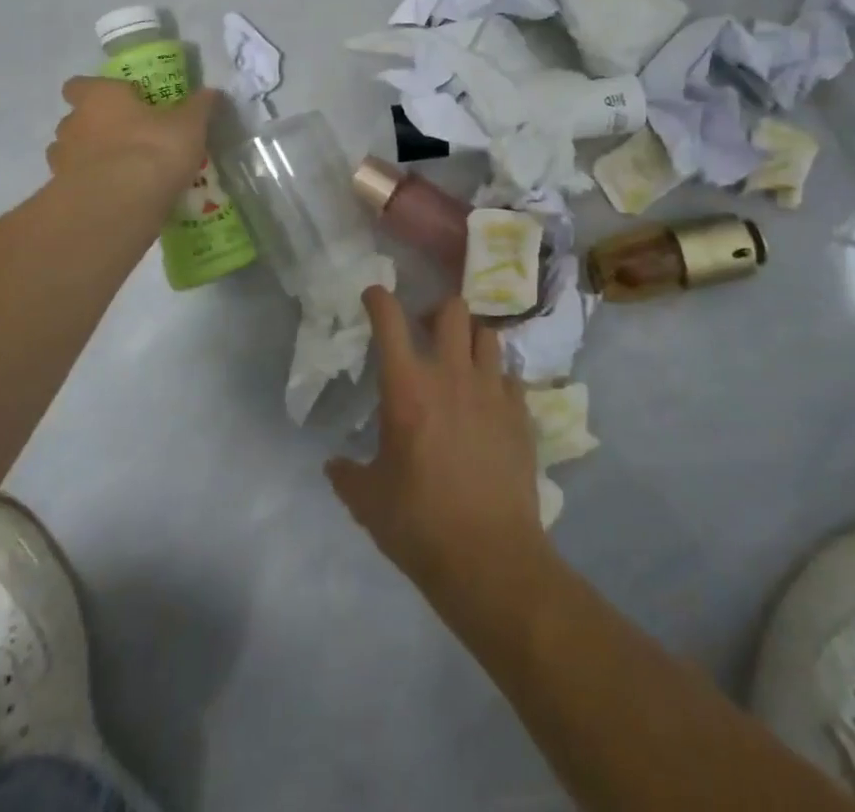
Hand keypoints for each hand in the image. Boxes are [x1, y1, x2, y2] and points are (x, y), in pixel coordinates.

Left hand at [47, 77, 215, 195]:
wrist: (119, 206)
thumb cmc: (153, 150)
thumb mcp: (189, 126)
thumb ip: (198, 107)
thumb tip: (212, 91)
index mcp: (99, 98)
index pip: (79, 85)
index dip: (94, 91)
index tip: (118, 101)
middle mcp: (73, 124)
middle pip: (75, 120)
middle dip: (95, 128)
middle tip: (127, 139)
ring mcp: (62, 162)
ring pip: (70, 154)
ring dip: (89, 160)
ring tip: (121, 173)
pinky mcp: (63, 195)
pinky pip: (75, 186)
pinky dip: (91, 189)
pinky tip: (117, 199)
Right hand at [327, 288, 547, 598]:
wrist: (490, 559)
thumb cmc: (419, 525)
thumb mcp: (369, 502)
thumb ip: (346, 475)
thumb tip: (333, 465)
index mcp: (407, 388)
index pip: (390, 321)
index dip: (379, 299)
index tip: (373, 295)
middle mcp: (451, 375)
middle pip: (452, 309)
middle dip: (437, 312)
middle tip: (426, 333)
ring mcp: (492, 390)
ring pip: (487, 334)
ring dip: (471, 339)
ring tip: (462, 362)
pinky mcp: (520, 412)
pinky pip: (510, 375)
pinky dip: (496, 379)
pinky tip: (489, 402)